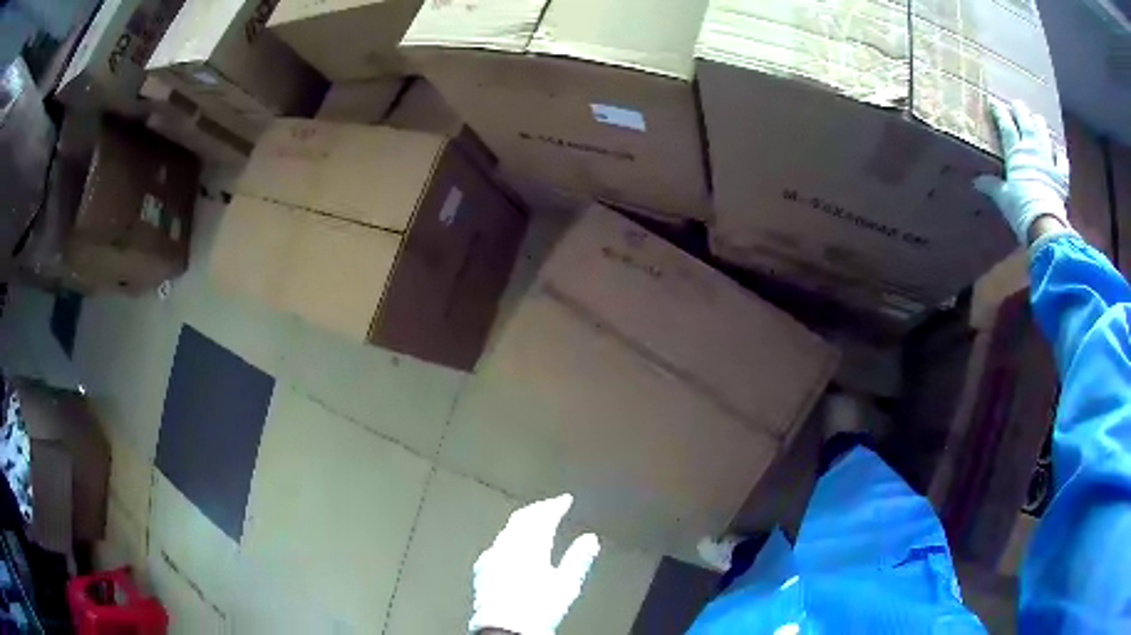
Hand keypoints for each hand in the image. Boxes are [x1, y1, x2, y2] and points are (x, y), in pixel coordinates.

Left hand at [470, 494, 599, 634]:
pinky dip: (508, 538)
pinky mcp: (482, 570)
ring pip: (508, 530)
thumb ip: (578, 558)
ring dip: (522, 522)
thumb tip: (589, 539)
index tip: (564, 499)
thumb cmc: (537, 608)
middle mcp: (508, 546)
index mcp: (530, 546)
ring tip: (534, 521)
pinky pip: (496, 544)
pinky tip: (510, 545)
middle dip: (538, 509)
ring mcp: (492, 557)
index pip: (543, 516)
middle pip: (522, 519)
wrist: (504, 628)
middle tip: (550, 505)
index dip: (555, 505)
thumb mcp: (566, 585)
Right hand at [974, 101, 1070, 244]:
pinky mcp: (1061, 177)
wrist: (1044, 223)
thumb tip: (977, 182)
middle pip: (1026, 124)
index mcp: (1016, 153)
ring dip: (1040, 125)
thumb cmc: (1020, 208)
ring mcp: (1048, 161)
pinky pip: (1062, 162)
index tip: (993, 102)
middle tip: (1017, 103)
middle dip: (1020, 111)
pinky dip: (1060, 155)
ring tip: (1037, 118)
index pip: (1006, 126)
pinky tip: (1058, 151)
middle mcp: (1032, 150)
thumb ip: (992, 187)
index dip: (999, 113)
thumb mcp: (1003, 198)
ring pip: (1044, 136)